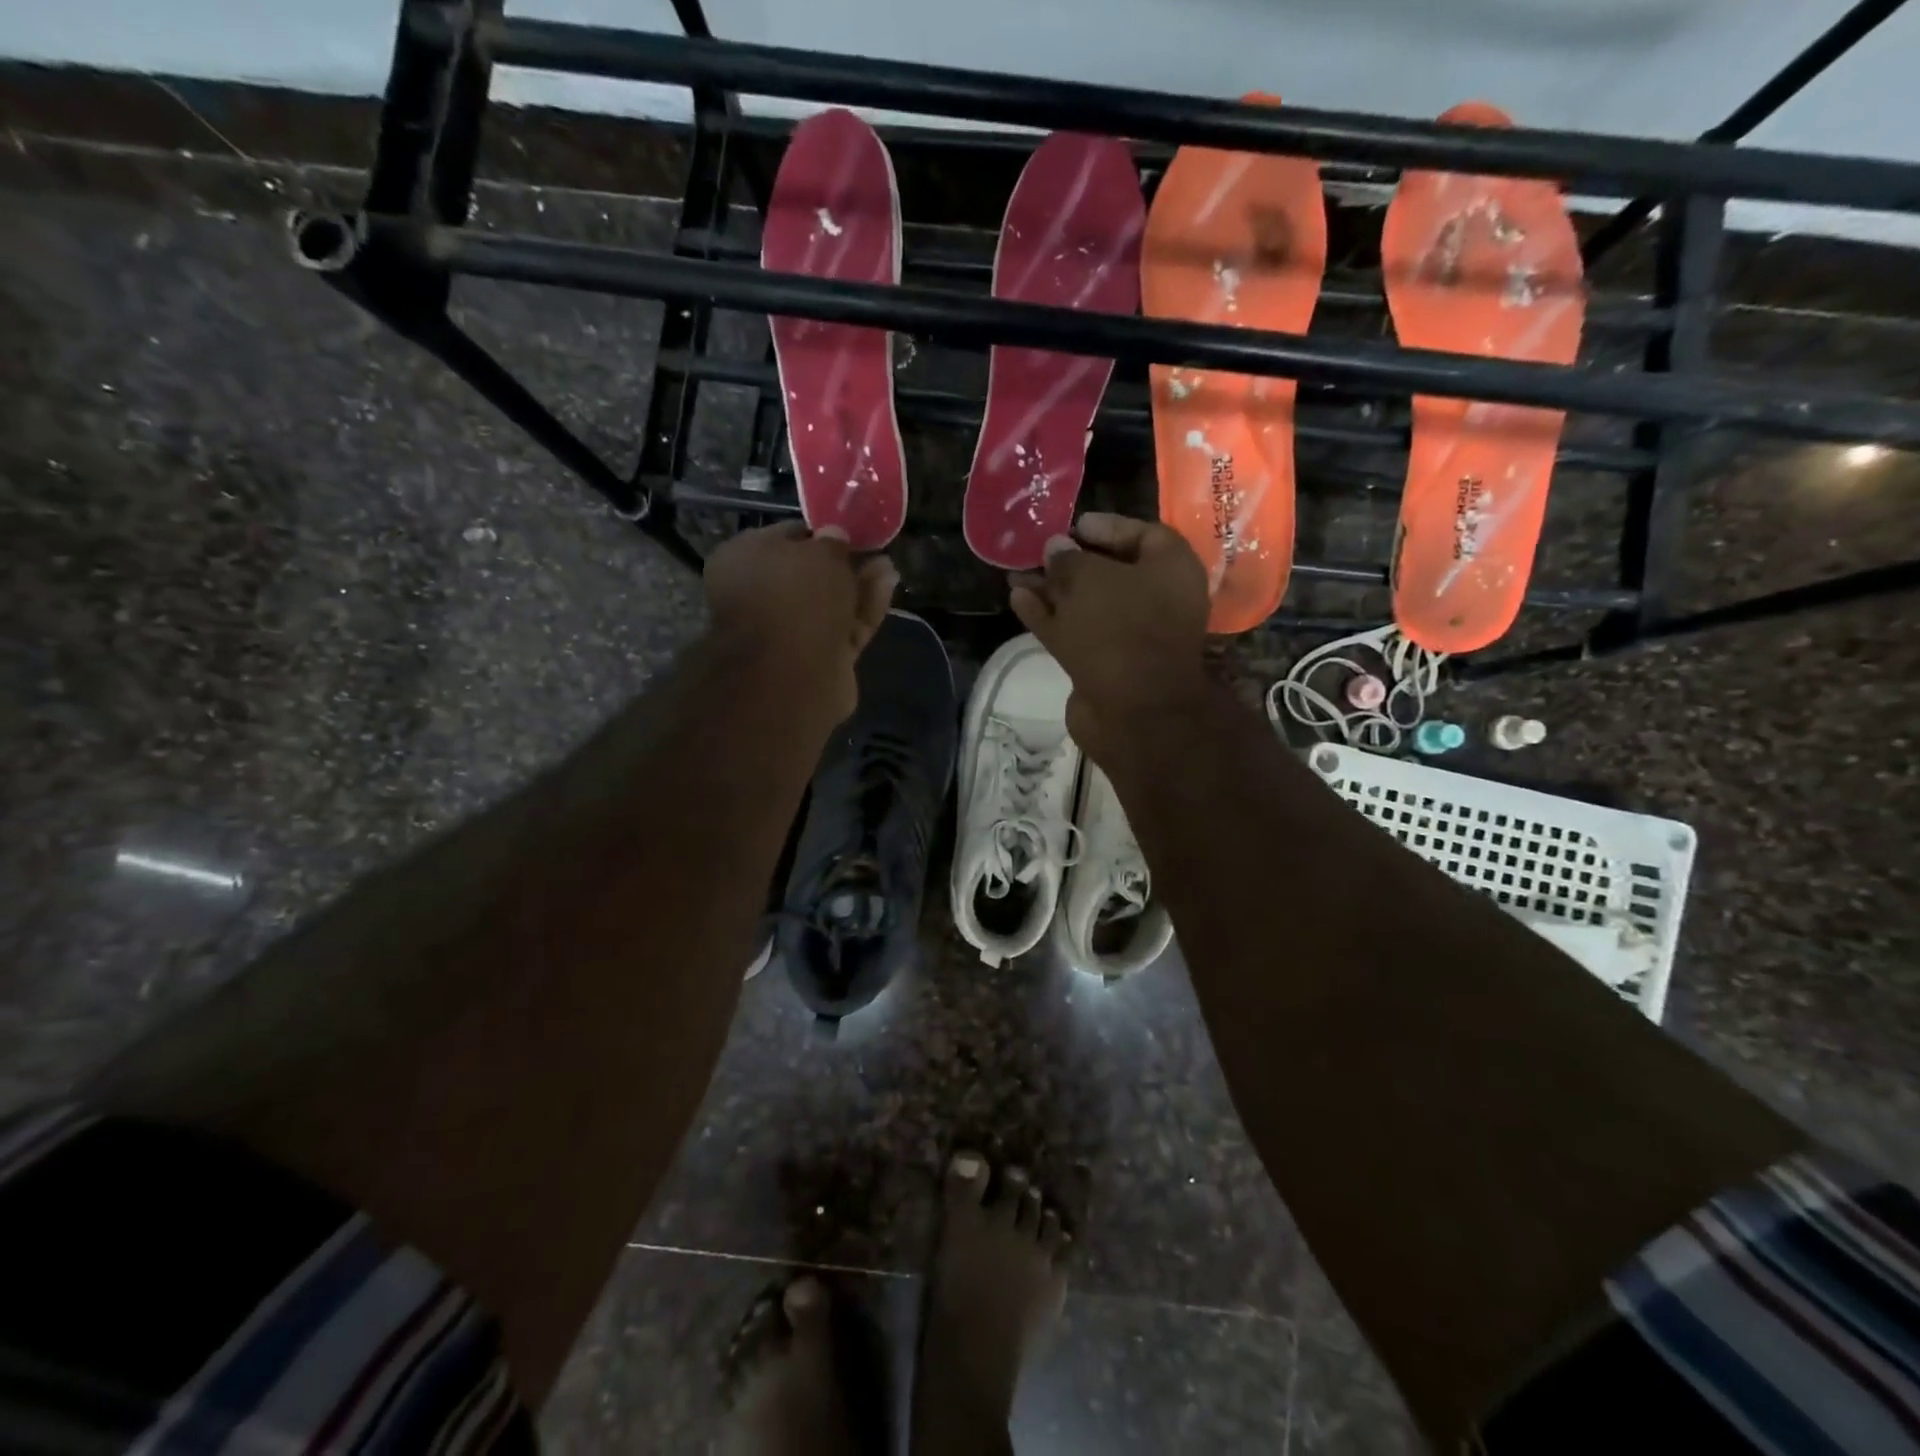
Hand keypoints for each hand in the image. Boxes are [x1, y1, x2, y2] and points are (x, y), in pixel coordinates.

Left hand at [704, 522, 897, 720]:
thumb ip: (832, 543)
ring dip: (860, 585)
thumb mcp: (820, 553)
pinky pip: (846, 627)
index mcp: (743, 560)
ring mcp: (790, 633)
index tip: (848, 530)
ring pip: (831, 603)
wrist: (792, 674)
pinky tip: (888, 586)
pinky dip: (865, 609)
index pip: (784, 537)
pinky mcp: (819, 659)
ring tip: (888, 566)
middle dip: (843, 563)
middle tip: (873, 549)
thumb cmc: (795, 597)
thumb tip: (834, 536)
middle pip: (809, 575)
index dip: (818, 533)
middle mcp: (761, 596)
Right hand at [1009, 513, 1210, 761]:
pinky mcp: (1106, 665)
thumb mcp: (1089, 578)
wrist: (1133, 710)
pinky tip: (1018, 601)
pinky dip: (1049, 617)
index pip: (1141, 534)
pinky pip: (1075, 631)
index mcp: (1170, 568)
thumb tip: (1055, 548)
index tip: (1070, 526)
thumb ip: (1068, 559)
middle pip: (1109, 572)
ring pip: (1087, 604)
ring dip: (1052, 591)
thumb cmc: (1120, 627)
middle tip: (1035, 552)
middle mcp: (1157, 600)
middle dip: (1069, 563)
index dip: (1104, 527)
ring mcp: (1131, 636)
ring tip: (1015, 576)